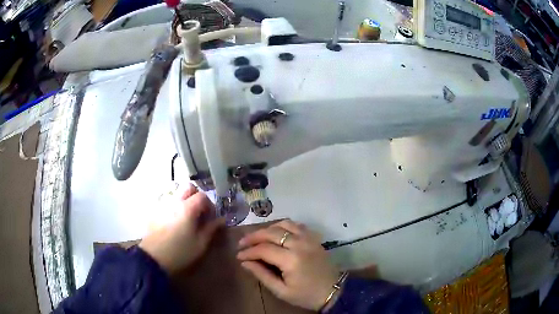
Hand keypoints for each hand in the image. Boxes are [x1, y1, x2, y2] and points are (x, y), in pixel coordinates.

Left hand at [139, 184, 224, 273]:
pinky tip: (174, 221)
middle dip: (196, 196)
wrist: (153, 258)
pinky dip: (173, 206)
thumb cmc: (180, 252)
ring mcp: (163, 204)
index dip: (209, 205)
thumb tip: (221, 220)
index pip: (203, 196)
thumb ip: (211, 229)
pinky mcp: (154, 210)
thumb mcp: (200, 244)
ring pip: (176, 193)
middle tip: (199, 212)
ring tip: (186, 218)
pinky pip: (167, 201)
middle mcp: (174, 201)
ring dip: (184, 201)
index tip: (210, 217)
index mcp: (188, 208)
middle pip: (188, 187)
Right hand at [237, 220, 339, 310]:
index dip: (248, 251)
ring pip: (283, 224)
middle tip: (242, 243)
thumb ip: (262, 275)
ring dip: (268, 229)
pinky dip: (283, 226)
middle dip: (253, 237)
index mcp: (291, 260)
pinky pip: (296, 225)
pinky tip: (277, 233)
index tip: (238, 255)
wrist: (333, 291)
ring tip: (258, 237)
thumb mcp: (281, 291)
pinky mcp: (314, 238)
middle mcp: (300, 244)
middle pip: (271, 232)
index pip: (263, 249)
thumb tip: (244, 262)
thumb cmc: (306, 295)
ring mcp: (309, 238)